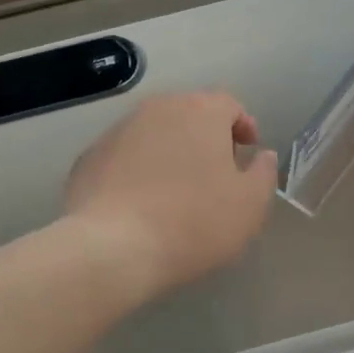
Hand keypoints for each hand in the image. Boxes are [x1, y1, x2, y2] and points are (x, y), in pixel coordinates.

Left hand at [64, 91, 277, 296]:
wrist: (111, 247)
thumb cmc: (193, 222)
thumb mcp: (249, 205)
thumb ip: (263, 173)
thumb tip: (262, 155)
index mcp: (201, 111)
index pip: (229, 105)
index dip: (242, 126)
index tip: (247, 151)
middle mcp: (158, 108)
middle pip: (189, 113)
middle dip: (206, 136)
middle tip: (215, 170)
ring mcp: (119, 130)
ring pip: (154, 132)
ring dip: (170, 151)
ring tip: (176, 188)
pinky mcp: (90, 156)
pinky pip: (125, 155)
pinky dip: (137, 169)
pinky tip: (140, 202)